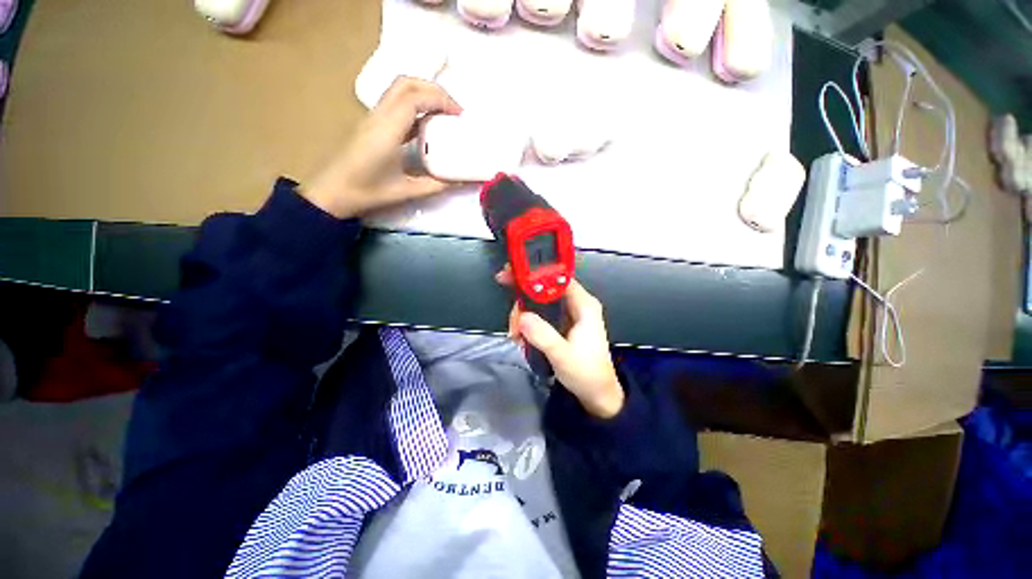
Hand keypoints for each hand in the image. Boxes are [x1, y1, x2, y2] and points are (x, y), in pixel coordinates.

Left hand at [302, 77, 462, 218]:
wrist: (332, 193)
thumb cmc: (367, 192)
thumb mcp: (407, 191)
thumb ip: (436, 185)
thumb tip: (461, 180)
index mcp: (387, 130)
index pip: (415, 97)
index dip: (440, 99)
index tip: (459, 115)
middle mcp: (379, 116)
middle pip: (406, 83)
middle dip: (434, 90)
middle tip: (454, 110)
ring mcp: (373, 117)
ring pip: (400, 89)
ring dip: (424, 94)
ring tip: (444, 114)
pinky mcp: (372, 124)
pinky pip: (396, 103)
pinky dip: (416, 105)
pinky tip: (427, 125)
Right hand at [497, 270, 623, 418]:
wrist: (596, 395)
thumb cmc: (586, 374)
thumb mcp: (563, 356)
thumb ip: (544, 336)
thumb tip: (522, 316)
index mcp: (584, 305)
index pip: (558, 278)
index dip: (535, 274)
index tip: (511, 277)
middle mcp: (576, 304)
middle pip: (544, 289)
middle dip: (524, 302)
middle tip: (512, 322)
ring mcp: (568, 314)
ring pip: (539, 303)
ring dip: (523, 316)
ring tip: (516, 336)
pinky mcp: (561, 325)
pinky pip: (539, 316)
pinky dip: (528, 325)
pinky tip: (522, 339)